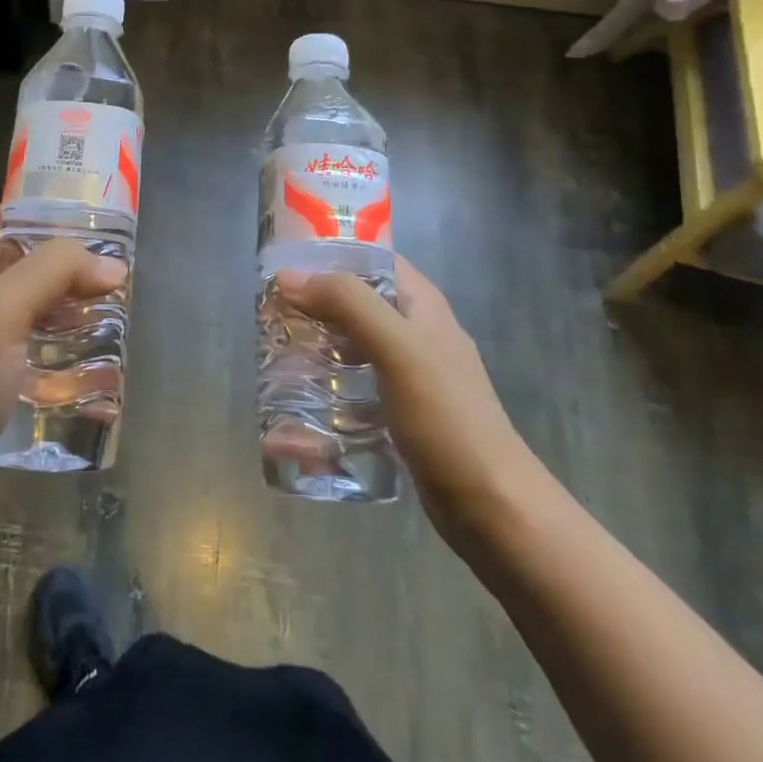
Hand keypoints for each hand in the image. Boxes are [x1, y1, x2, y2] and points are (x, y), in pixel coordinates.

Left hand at [0, 205, 126, 518]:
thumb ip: (52, 273)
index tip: (88, 213)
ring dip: (67, 304)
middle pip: (19, 262)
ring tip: (113, 306)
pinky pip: (30, 347)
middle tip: (113, 266)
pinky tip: (91, 356)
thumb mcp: (0, 313)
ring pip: (29, 306)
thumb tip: (111, 265)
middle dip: (65, 261)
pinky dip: (59, 344)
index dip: (38, 207)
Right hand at [279, 257, 539, 550]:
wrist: (492, 508)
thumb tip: (289, 277)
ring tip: (276, 355)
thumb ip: (348, 304)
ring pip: (353, 345)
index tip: (284, 264)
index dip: (330, 253)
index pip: (372, 257)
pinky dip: (329, 388)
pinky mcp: (400, 413)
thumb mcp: (397, 348)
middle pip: (357, 302)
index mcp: (422, 305)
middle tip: (270, 315)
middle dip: (314, 305)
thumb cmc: (447, 417)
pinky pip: (356, 387)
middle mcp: (416, 332)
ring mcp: (410, 375)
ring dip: (317, 347)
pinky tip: (300, 404)